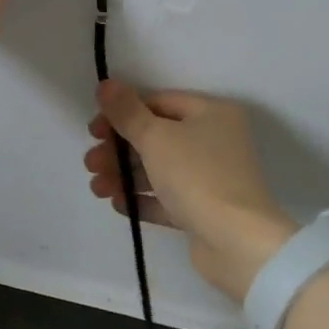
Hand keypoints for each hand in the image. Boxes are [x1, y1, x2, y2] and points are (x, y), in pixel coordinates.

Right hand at [83, 81, 296, 301]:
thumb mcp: (156, 137)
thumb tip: (105, 84)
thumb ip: (126, 111)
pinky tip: (118, 204)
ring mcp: (212, 177)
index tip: (94, 131)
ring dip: (124, 175)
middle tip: (90, 164)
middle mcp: (216, 140)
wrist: (237, 243)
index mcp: (212, 113)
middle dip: (119, 150)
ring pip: (159, 169)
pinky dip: (143, 199)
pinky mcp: (206, 210)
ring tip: (98, 188)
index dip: (123, 113)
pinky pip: (168, 198)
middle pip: (157, 137)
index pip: (158, 102)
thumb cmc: (197, 176)